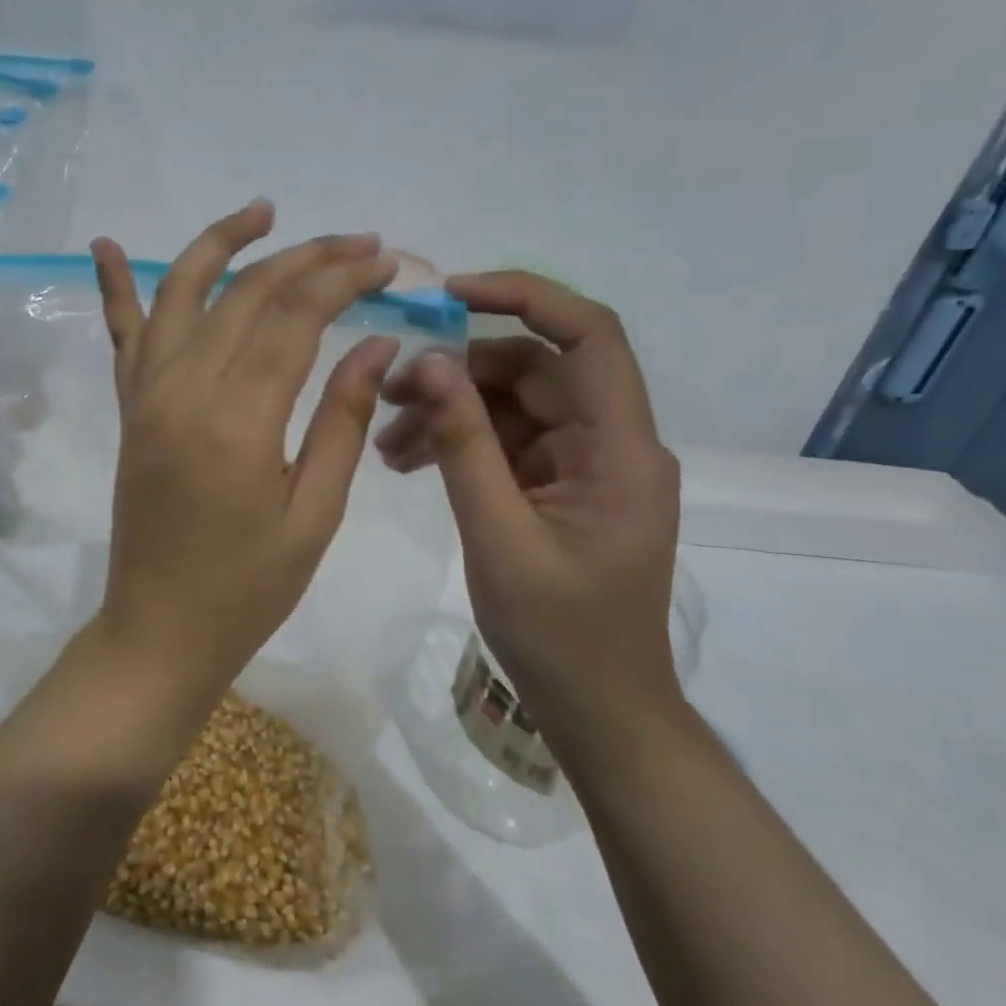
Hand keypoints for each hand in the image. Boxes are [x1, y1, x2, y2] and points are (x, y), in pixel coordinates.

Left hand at [87, 202, 400, 695]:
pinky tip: (103, 243)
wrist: (158, 631)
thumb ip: (341, 418)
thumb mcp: (315, 514)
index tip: (387, 263)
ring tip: (264, 210)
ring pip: (182, 291)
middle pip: (247, 293)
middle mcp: (183, 388)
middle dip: (308, 257)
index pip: (296, 316)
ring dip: (222, 242)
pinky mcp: (129, 407)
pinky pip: (121, 334)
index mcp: (238, 419)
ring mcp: (146, 393)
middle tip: (360, 244)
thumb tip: (377, 343)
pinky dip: (113, 285)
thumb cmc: (248, 588)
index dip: (344, 279)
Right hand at [375, 273, 681, 748]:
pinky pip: (506, 442)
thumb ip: (464, 445)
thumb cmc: (559, 635)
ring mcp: (583, 464)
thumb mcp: (498, 536)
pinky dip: (460, 443)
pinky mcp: (559, 486)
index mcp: (619, 448)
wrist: (599, 710)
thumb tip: (430, 363)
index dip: (524, 297)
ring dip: (449, 412)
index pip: (589, 336)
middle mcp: (609, 442)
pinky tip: (409, 461)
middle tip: (387, 394)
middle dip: (457, 374)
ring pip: (511, 405)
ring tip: (386, 444)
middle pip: (532, 371)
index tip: (450, 294)